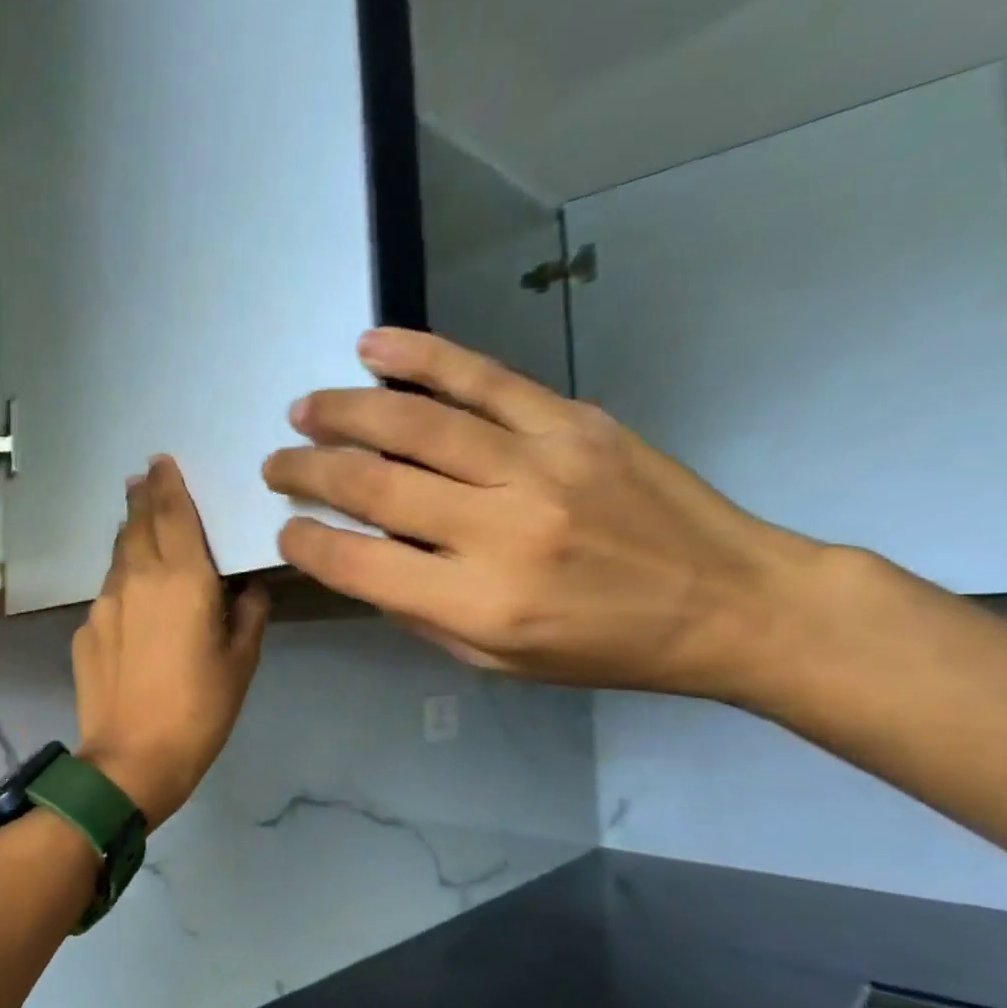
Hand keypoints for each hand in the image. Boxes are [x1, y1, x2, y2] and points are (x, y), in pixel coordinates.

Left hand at [74, 457, 270, 827]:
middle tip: (142, 478)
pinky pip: (108, 594)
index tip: (160, 462)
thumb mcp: (241, 662)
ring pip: (117, 556)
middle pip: (136, 525)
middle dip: (141, 498)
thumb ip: (247, 615)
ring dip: (128, 536)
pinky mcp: (85, 629)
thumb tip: (245, 590)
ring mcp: (104, 603)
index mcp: (182, 579)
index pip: (172, 514)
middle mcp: (137, 579)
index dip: (167, 484)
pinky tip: (131, 601)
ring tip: (137, 525)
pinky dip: (122, 583)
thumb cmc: (199, 710)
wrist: (132, 759)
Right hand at [262, 328, 830, 701]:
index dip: (306, 541)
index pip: (357, 562)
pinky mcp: (573, 422)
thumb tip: (355, 554)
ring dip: (345, 412)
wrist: (730, 602)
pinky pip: (483, 378)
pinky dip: (421, 358)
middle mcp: (501, 529)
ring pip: (416, 424)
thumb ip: (416, 608)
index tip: (285, 528)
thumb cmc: (601, 647)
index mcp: (479, 603)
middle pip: (374, 484)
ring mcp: (539, 465)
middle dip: (308, 471)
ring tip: (303, 409)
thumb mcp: (493, 660)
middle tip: (276, 463)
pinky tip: (372, 347)